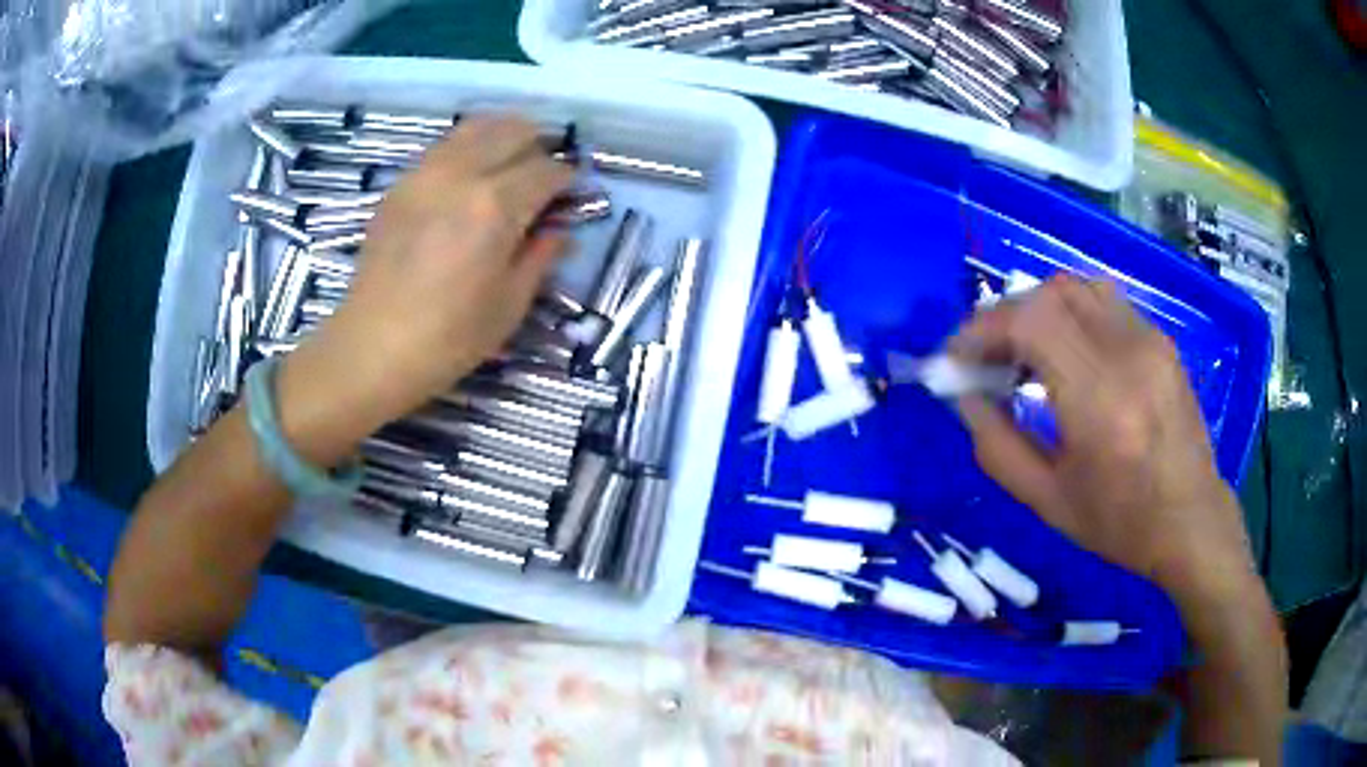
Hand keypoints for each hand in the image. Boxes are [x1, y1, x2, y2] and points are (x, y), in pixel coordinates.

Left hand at [281, 115, 575, 445]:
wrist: (373, 347)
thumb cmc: (449, 337)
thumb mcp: (510, 304)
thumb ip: (540, 256)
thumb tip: (561, 230)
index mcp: (496, 206)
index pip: (546, 170)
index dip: (568, 178)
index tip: (573, 193)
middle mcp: (462, 174)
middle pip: (513, 131)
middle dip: (539, 145)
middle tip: (545, 173)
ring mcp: (425, 173)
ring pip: (475, 127)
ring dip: (503, 136)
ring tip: (511, 162)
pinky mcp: (400, 184)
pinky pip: (444, 146)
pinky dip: (467, 148)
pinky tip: (470, 176)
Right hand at [950, 275, 1255, 597]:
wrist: (1190, 521)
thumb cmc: (1119, 524)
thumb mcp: (1046, 501)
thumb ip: (996, 446)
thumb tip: (964, 396)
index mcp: (1101, 403)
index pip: (1032, 323)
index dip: (983, 329)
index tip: (956, 358)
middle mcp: (1128, 355)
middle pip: (1051, 293)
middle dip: (1004, 316)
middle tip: (984, 356)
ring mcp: (1150, 340)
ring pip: (1077, 287)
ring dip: (1037, 307)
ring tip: (1022, 350)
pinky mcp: (1160, 338)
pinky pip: (1103, 301)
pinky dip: (1068, 312)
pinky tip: (1063, 350)